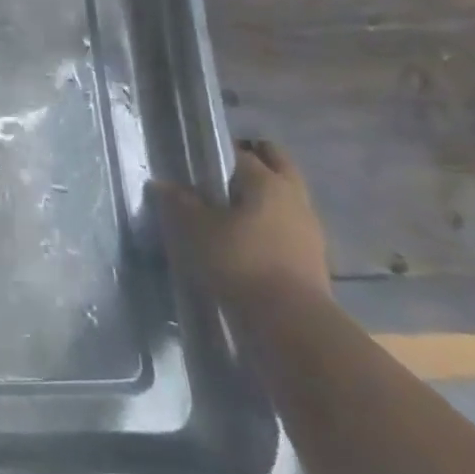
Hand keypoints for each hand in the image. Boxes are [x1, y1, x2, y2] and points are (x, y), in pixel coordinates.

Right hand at [151, 139, 330, 309]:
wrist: (290, 320)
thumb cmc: (240, 261)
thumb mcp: (196, 229)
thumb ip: (179, 202)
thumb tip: (162, 183)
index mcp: (266, 181)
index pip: (240, 153)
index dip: (216, 153)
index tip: (196, 162)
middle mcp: (293, 196)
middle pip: (277, 164)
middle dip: (254, 161)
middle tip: (221, 173)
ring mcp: (308, 226)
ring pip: (286, 195)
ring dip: (264, 194)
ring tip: (231, 207)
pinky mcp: (312, 254)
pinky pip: (288, 223)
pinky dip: (271, 221)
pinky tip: (248, 235)